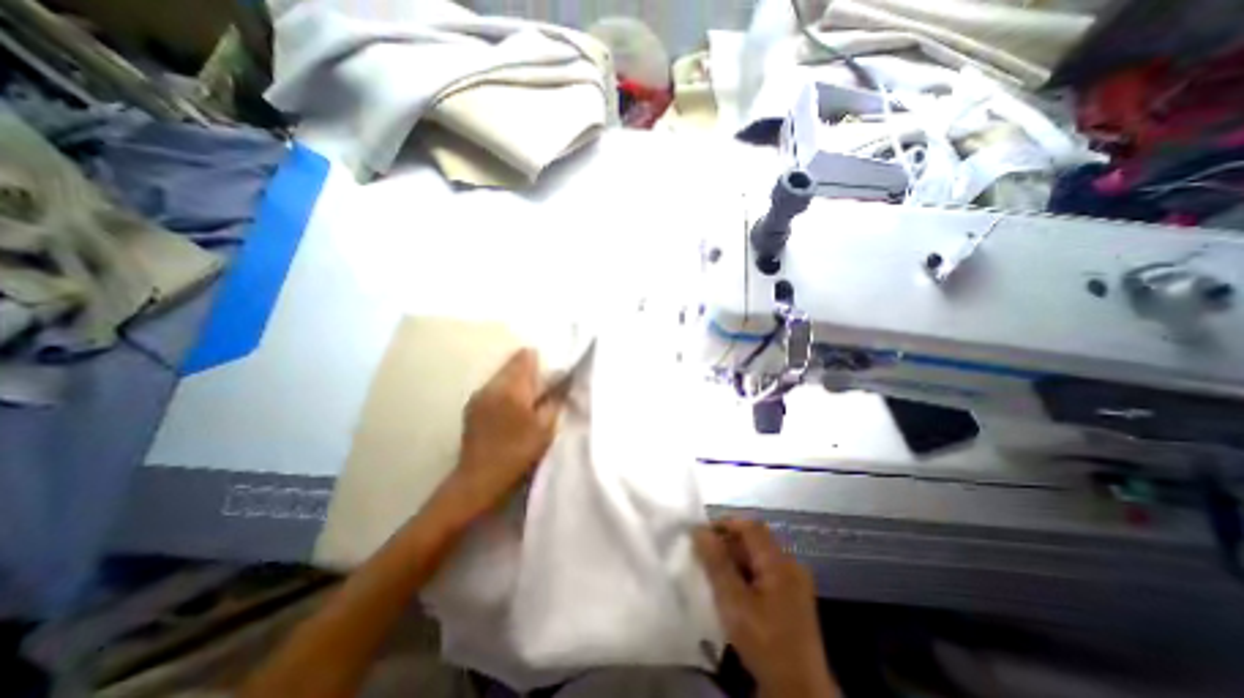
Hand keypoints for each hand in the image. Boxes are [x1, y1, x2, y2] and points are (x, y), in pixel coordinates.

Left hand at [444, 348, 562, 518]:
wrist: (478, 481)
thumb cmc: (517, 453)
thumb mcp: (545, 428)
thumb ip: (555, 400)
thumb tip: (562, 381)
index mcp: (511, 387)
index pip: (525, 356)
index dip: (541, 361)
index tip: (551, 376)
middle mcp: (491, 385)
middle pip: (512, 364)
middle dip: (529, 372)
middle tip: (543, 391)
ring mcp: (478, 395)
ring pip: (502, 376)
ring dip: (516, 383)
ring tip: (528, 403)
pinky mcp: (471, 407)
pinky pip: (492, 389)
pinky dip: (504, 393)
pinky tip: (510, 412)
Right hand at [697, 521, 839, 695]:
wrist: (799, 692)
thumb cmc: (764, 643)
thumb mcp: (734, 602)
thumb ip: (716, 563)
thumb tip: (699, 530)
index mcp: (780, 562)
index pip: (750, 526)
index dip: (724, 524)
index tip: (701, 534)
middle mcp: (790, 565)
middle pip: (755, 539)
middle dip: (728, 542)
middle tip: (704, 554)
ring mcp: (794, 582)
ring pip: (759, 556)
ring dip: (735, 558)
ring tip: (713, 571)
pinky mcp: (792, 598)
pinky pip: (765, 571)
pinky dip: (746, 572)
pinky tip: (732, 588)